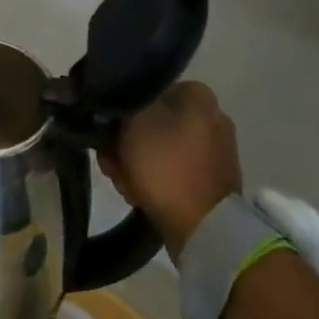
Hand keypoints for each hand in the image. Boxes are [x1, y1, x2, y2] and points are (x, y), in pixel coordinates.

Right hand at [97, 80, 240, 261]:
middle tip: (112, 163)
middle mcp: (210, 116)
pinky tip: (139, 194)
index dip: (118, 114)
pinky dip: (153, 180)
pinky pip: (171, 170)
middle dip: (124, 144)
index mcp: (197, 95)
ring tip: (125, 184)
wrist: (204, 226)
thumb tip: (114, 101)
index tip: (105, 135)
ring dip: (133, 164)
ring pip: (155, 148)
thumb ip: (120, 102)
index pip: (144, 92)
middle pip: (148, 123)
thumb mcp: (133, 121)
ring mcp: (213, 150)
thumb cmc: (166, 165)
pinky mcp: (210, 178)